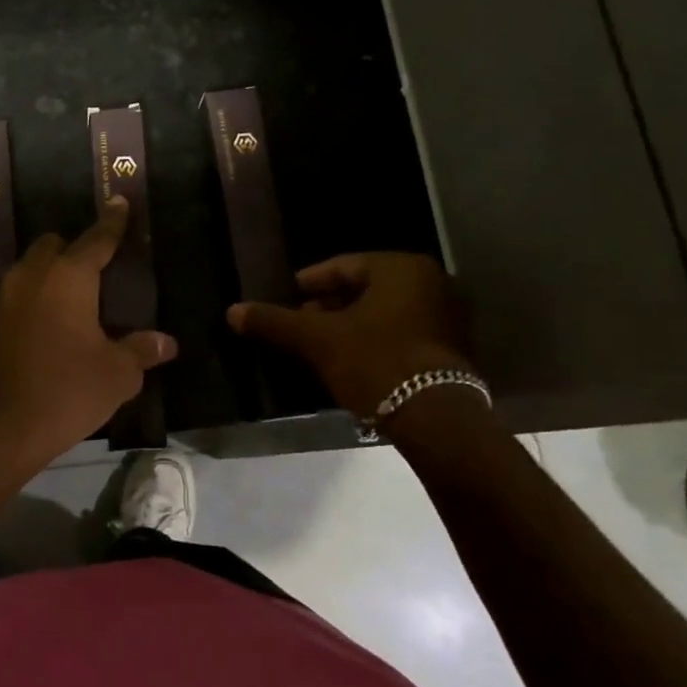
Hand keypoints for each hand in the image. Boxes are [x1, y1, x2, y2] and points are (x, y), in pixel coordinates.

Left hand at [0, 197, 177, 466]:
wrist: (1, 427)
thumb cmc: (68, 391)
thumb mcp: (117, 374)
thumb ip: (141, 351)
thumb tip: (166, 342)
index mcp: (68, 278)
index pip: (96, 239)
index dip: (112, 222)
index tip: (119, 202)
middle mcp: (32, 278)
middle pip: (53, 245)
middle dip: (74, 248)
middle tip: (97, 268)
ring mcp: (4, 300)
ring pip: (29, 269)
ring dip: (50, 273)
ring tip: (73, 297)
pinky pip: (16, 297)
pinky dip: (34, 300)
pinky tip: (48, 325)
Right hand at [227, 253, 472, 418]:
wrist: (436, 419)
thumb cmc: (375, 362)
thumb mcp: (318, 340)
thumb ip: (275, 322)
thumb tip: (233, 311)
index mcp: (402, 268)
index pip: (342, 266)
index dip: (308, 282)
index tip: (286, 298)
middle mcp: (432, 283)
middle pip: (365, 288)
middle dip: (329, 306)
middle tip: (299, 324)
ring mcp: (448, 316)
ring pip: (383, 312)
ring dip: (351, 325)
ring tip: (319, 346)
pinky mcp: (453, 349)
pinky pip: (402, 333)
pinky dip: (375, 341)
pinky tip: (351, 361)